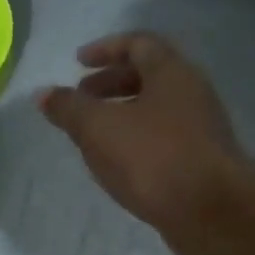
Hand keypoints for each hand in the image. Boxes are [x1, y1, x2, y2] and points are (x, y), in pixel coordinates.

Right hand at [39, 32, 245, 254]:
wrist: (210, 211)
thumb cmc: (152, 157)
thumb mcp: (97, 128)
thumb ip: (68, 108)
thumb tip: (44, 94)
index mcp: (171, 73)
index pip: (138, 44)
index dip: (105, 49)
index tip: (78, 62)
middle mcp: (191, 92)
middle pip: (149, 75)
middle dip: (110, 83)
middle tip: (81, 98)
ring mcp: (200, 128)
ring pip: (156, 108)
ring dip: (122, 113)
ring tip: (92, 134)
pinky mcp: (201, 160)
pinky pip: (163, 137)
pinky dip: (136, 139)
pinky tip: (117, 162)